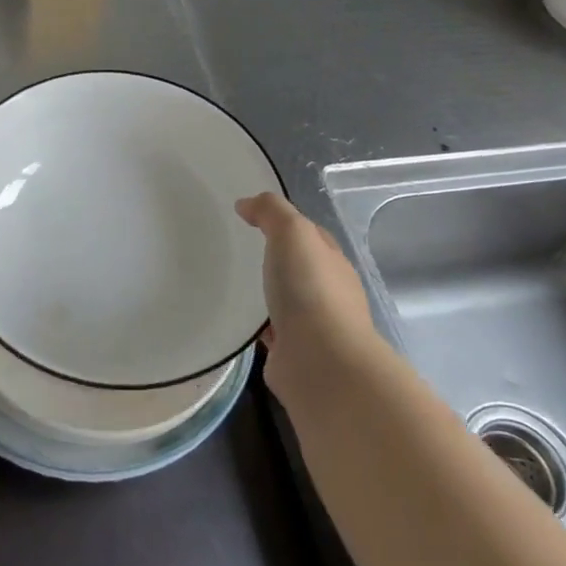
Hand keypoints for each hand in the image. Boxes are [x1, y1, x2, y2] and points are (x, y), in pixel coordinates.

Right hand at [235, 192, 379, 408]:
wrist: (320, 362)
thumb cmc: (310, 290)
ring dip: (268, 294)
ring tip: (234, 284)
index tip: (251, 217)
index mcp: (332, 262)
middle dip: (278, 259)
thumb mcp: (293, 234)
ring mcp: (313, 326)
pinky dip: (259, 324)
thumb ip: (272, 212)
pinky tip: (237, 320)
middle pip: (301, 268)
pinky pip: (272, 331)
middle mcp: (328, 293)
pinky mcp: (293, 353)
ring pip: (286, 301)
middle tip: (239, 250)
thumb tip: (246, 204)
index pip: (311, 236)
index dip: (286, 223)